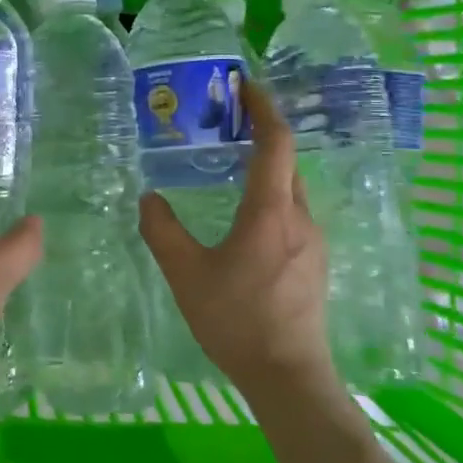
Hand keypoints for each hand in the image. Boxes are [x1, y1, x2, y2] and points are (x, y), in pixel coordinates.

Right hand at [139, 78, 334, 399]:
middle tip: (226, 121)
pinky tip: (244, 216)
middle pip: (286, 161)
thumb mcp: (186, 274)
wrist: (289, 377)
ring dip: (266, 166)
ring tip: (230, 164)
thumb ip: (163, 231)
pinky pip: (291, 213)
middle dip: (262, 133)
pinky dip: (270, 195)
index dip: (263, 108)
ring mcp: (312, 242)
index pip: (276, 143)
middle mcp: (299, 218)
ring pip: (290, 188)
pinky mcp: (313, 263)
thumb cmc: (237, 320)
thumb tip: (148, 198)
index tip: (244, 84)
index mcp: (271, 212)